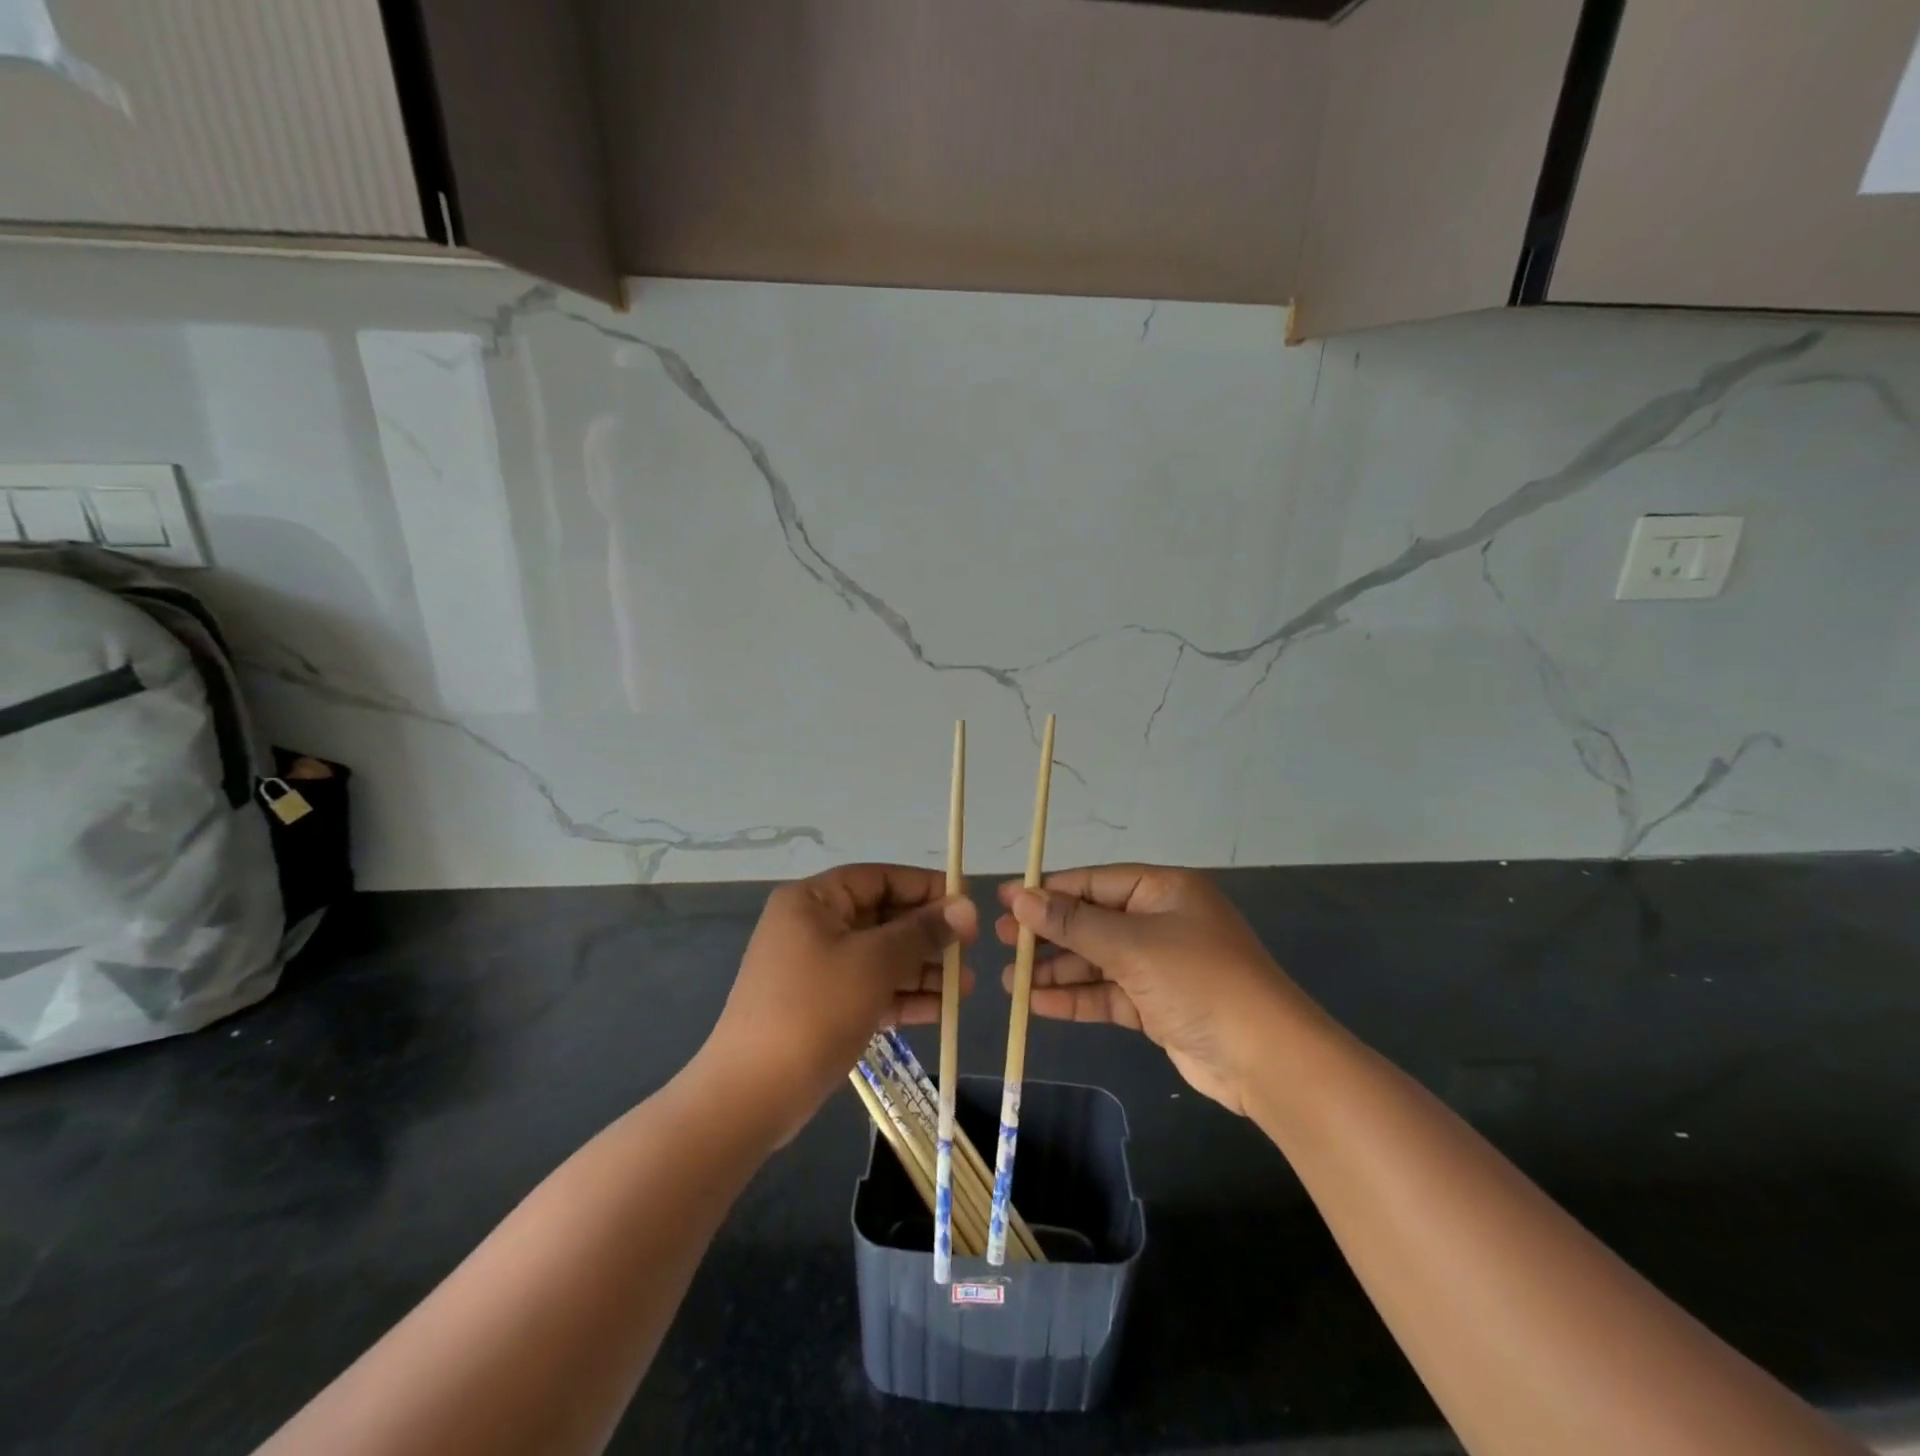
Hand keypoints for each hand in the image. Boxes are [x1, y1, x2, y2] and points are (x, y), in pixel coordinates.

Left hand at [704, 864, 976, 1144]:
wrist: (751, 1095)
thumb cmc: (814, 1010)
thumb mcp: (874, 963)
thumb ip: (922, 932)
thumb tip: (966, 906)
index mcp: (814, 901)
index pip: (879, 878)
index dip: (925, 887)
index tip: (966, 903)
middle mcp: (813, 926)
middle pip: (883, 918)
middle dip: (929, 936)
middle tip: (971, 951)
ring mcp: (816, 969)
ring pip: (880, 957)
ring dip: (923, 970)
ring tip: (968, 988)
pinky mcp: (823, 1007)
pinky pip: (870, 989)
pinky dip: (903, 996)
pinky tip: (941, 1010)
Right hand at [996, 865, 1305, 1114]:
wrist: (1265, 1059)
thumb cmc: (1199, 980)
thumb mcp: (1132, 945)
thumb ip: (1074, 924)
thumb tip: (1021, 899)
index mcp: (1164, 890)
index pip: (1095, 882)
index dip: (1049, 890)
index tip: (1005, 898)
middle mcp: (1161, 921)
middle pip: (1092, 921)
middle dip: (1048, 932)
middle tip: (999, 939)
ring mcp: (1159, 965)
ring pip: (1096, 960)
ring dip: (1056, 970)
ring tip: (1008, 980)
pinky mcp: (1156, 1005)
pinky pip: (1107, 994)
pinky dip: (1075, 998)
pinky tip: (1037, 1003)